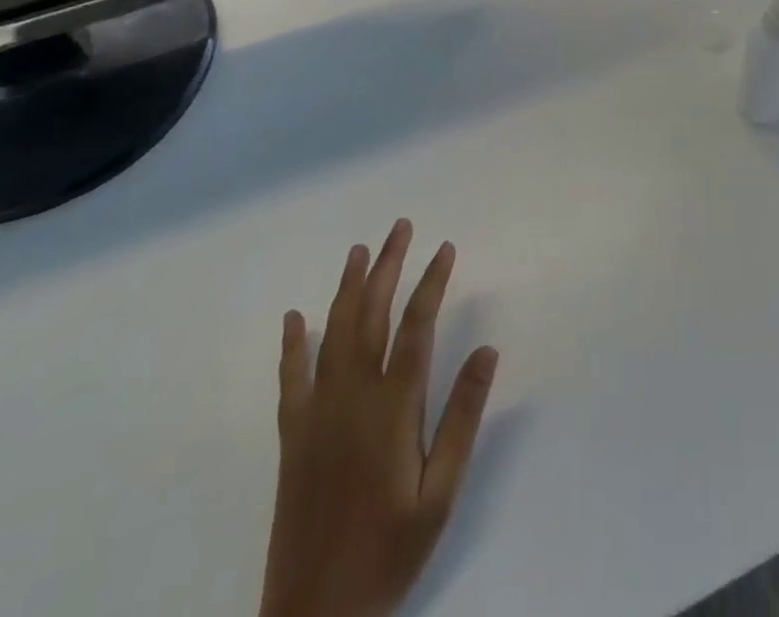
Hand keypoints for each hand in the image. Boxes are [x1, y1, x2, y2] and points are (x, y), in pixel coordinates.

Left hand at [260, 220, 498, 616]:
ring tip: (360, 250)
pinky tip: (295, 317)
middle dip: (388, 266)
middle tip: (401, 226)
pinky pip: (291, 378)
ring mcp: (317, 413)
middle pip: (371, 315)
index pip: (417, 326)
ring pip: (333, 333)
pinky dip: (293, 344)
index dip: (432, 281)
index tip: (445, 248)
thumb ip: (462, 418)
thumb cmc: (389, 552)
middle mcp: (352, 397)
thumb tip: (487, 350)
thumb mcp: (440, 492)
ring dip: (348, 288)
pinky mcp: (292, 436)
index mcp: (392, 408)